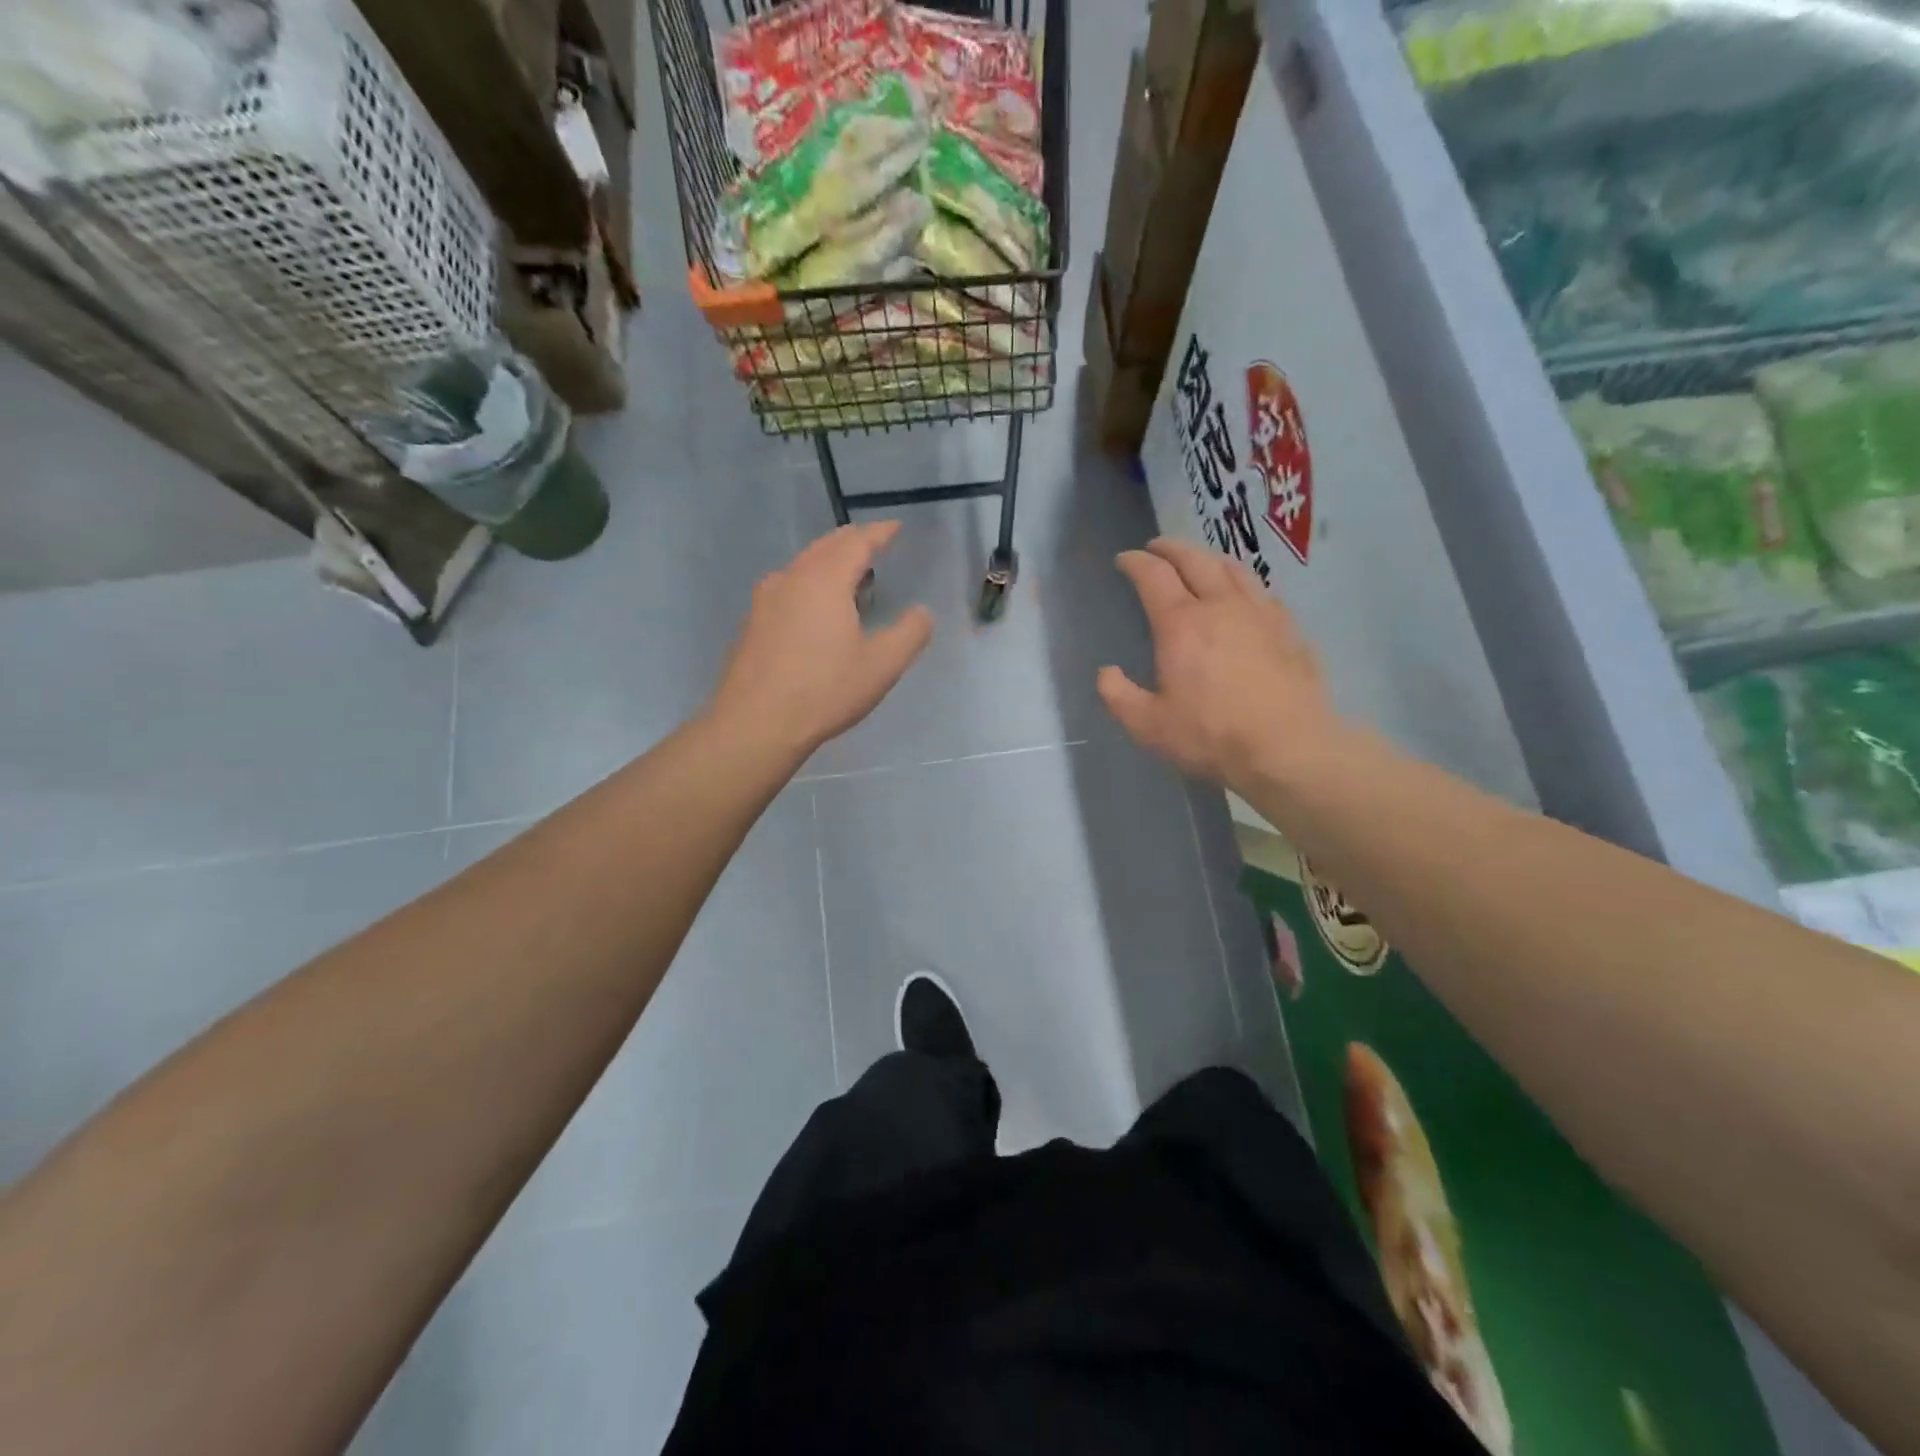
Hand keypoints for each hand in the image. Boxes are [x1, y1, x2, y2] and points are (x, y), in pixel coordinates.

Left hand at [709, 522, 933, 759]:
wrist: (755, 723)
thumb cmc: (824, 690)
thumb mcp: (881, 666)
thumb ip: (909, 634)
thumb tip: (922, 612)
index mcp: (825, 579)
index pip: (857, 542)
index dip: (880, 533)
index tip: (895, 528)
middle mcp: (792, 578)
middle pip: (826, 546)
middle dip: (852, 541)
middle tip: (873, 544)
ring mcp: (766, 599)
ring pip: (803, 565)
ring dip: (828, 561)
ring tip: (849, 575)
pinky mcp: (753, 622)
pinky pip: (788, 586)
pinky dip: (809, 582)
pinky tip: (815, 608)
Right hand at [1099, 539, 1347, 793]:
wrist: (1288, 748)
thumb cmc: (1211, 736)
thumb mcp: (1148, 725)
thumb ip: (1118, 696)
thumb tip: (1106, 672)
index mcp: (1180, 624)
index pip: (1153, 576)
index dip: (1135, 562)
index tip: (1124, 560)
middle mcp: (1220, 605)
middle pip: (1194, 559)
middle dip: (1170, 548)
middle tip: (1155, 548)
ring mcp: (1260, 613)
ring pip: (1232, 568)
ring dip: (1208, 557)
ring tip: (1198, 561)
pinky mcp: (1288, 629)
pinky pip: (1261, 591)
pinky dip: (1241, 582)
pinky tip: (1242, 596)